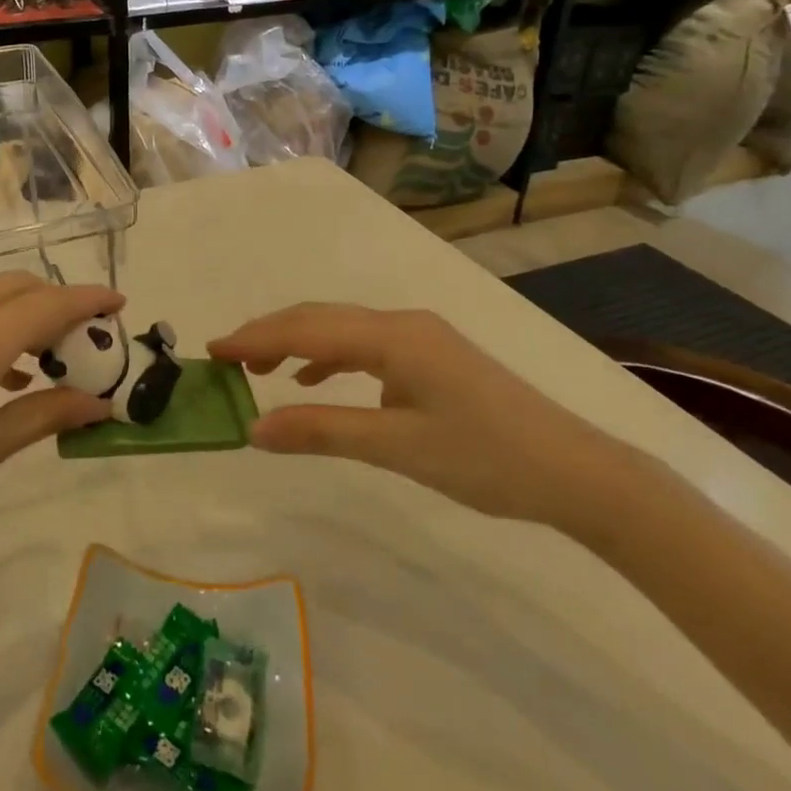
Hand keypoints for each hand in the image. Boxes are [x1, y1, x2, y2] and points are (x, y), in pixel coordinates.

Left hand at [0, 273, 122, 588]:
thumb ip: (40, 417)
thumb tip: (99, 403)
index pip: (47, 306)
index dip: (89, 301)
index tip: (122, 307)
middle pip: (18, 288)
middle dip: (59, 303)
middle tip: (89, 343)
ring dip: (26, 314)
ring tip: (52, 364)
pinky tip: (2, 378)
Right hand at [209, 304, 637, 531]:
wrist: (577, 473)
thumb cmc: (486, 458)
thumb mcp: (397, 447)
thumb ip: (322, 430)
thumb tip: (254, 428)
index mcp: (393, 336)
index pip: (307, 328)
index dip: (256, 338)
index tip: (213, 351)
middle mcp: (403, 323)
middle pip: (321, 317)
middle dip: (270, 334)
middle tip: (226, 358)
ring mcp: (420, 337)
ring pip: (342, 329)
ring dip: (298, 343)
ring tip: (260, 368)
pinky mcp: (432, 357)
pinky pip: (365, 345)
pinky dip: (330, 356)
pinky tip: (315, 379)